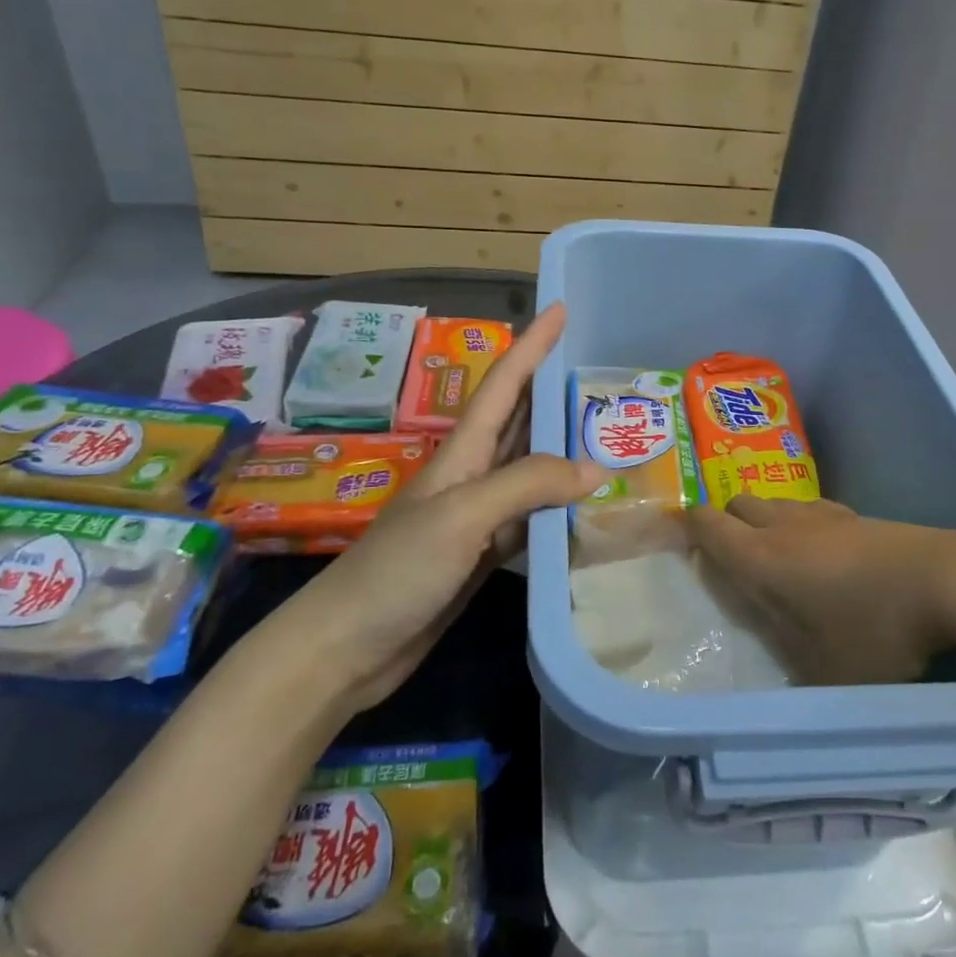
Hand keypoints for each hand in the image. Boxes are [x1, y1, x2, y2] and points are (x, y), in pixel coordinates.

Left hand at [279, 302, 603, 711]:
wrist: (347, 648)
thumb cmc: (396, 570)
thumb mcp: (461, 515)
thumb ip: (526, 484)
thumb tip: (595, 469)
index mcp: (462, 452)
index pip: (504, 384)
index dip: (532, 344)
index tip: (562, 308)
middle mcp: (472, 475)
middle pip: (519, 419)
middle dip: (554, 389)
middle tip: (601, 371)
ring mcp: (478, 517)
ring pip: (530, 469)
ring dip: (564, 449)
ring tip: (608, 433)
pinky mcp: (484, 555)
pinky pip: (532, 518)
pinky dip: (560, 508)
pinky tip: (586, 509)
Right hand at [688, 497, 955, 685]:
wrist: (947, 583)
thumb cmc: (875, 633)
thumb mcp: (823, 670)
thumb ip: (786, 661)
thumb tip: (769, 666)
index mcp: (762, 559)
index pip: (709, 525)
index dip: (687, 524)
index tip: (676, 531)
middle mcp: (785, 527)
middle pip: (739, 503)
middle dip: (726, 521)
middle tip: (730, 555)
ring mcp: (823, 515)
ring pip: (776, 503)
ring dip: (764, 520)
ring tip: (776, 554)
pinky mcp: (856, 516)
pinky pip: (809, 509)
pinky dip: (800, 523)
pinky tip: (822, 551)